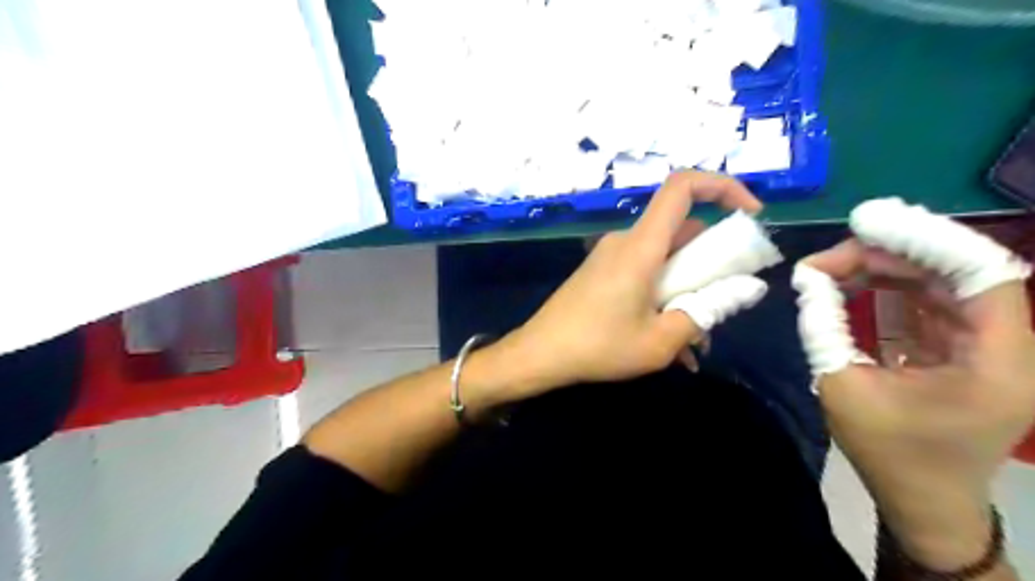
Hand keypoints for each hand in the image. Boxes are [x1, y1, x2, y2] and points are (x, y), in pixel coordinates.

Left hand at [497, 171, 762, 395]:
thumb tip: (745, 291)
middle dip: (712, 260)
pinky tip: (670, 342)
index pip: (683, 186)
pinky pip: (645, 272)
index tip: (752, 215)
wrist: (540, 354)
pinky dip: (664, 296)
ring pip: (665, 257)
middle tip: (726, 299)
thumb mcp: (660, 341)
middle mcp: (626, 240)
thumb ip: (706, 312)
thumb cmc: (598, 346)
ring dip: (688, 288)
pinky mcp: (602, 272)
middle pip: (681, 229)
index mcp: (641, 245)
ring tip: (697, 338)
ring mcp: (611, 256)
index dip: (723, 186)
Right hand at [808, 238, 1034, 567]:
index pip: (984, 275)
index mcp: (996, 362)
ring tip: (831, 267)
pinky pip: (929, 305)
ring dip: (887, 270)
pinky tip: (852, 284)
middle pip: (956, 274)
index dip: (928, 241)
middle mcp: (1004, 347)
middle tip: (828, 257)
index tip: (866, 225)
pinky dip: (891, 290)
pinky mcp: (961, 352)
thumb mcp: (843, 389)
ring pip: (941, 285)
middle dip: (890, 256)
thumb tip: (808, 279)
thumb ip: (825, 328)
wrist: (923, 500)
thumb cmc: (889, 453)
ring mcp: (985, 348)